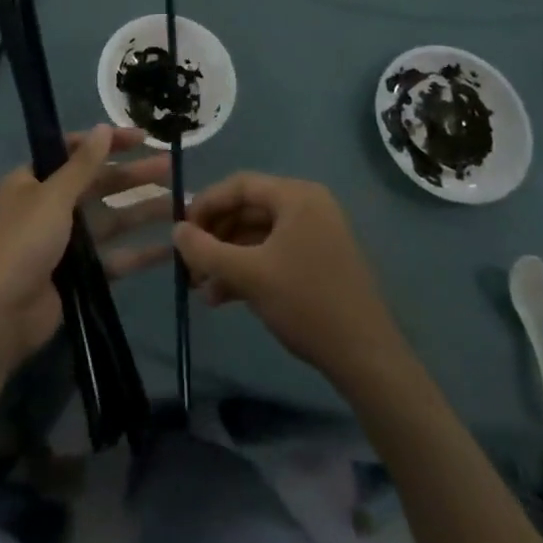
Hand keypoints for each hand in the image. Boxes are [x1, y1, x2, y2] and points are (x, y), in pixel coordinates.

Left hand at [0, 125, 171, 373]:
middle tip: (170, 167)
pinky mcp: (78, 275)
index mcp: (32, 181)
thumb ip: (82, 165)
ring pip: (110, 220)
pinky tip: (171, 248)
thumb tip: (103, 128)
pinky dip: (139, 253)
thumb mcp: (52, 196)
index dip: (107, 143)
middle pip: (97, 185)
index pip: (73, 151)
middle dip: (132, 177)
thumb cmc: (22, 243)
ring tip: (180, 204)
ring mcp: (64, 243)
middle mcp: (48, 207)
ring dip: (142, 211)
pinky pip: (113, 258)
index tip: (141, 138)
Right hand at [174, 172, 404, 382]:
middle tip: (189, 262)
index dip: (205, 204)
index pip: (239, 185)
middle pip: (247, 210)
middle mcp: (308, 206)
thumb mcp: (248, 274)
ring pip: (257, 236)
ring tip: (200, 288)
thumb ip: (206, 250)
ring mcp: (315, 235)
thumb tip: (177, 230)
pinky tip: (223, 297)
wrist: (365, 357)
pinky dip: (247, 270)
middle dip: (214, 237)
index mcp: (296, 196)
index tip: (181, 231)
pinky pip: (273, 254)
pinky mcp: (318, 262)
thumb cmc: (306, 302)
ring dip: (227, 258)